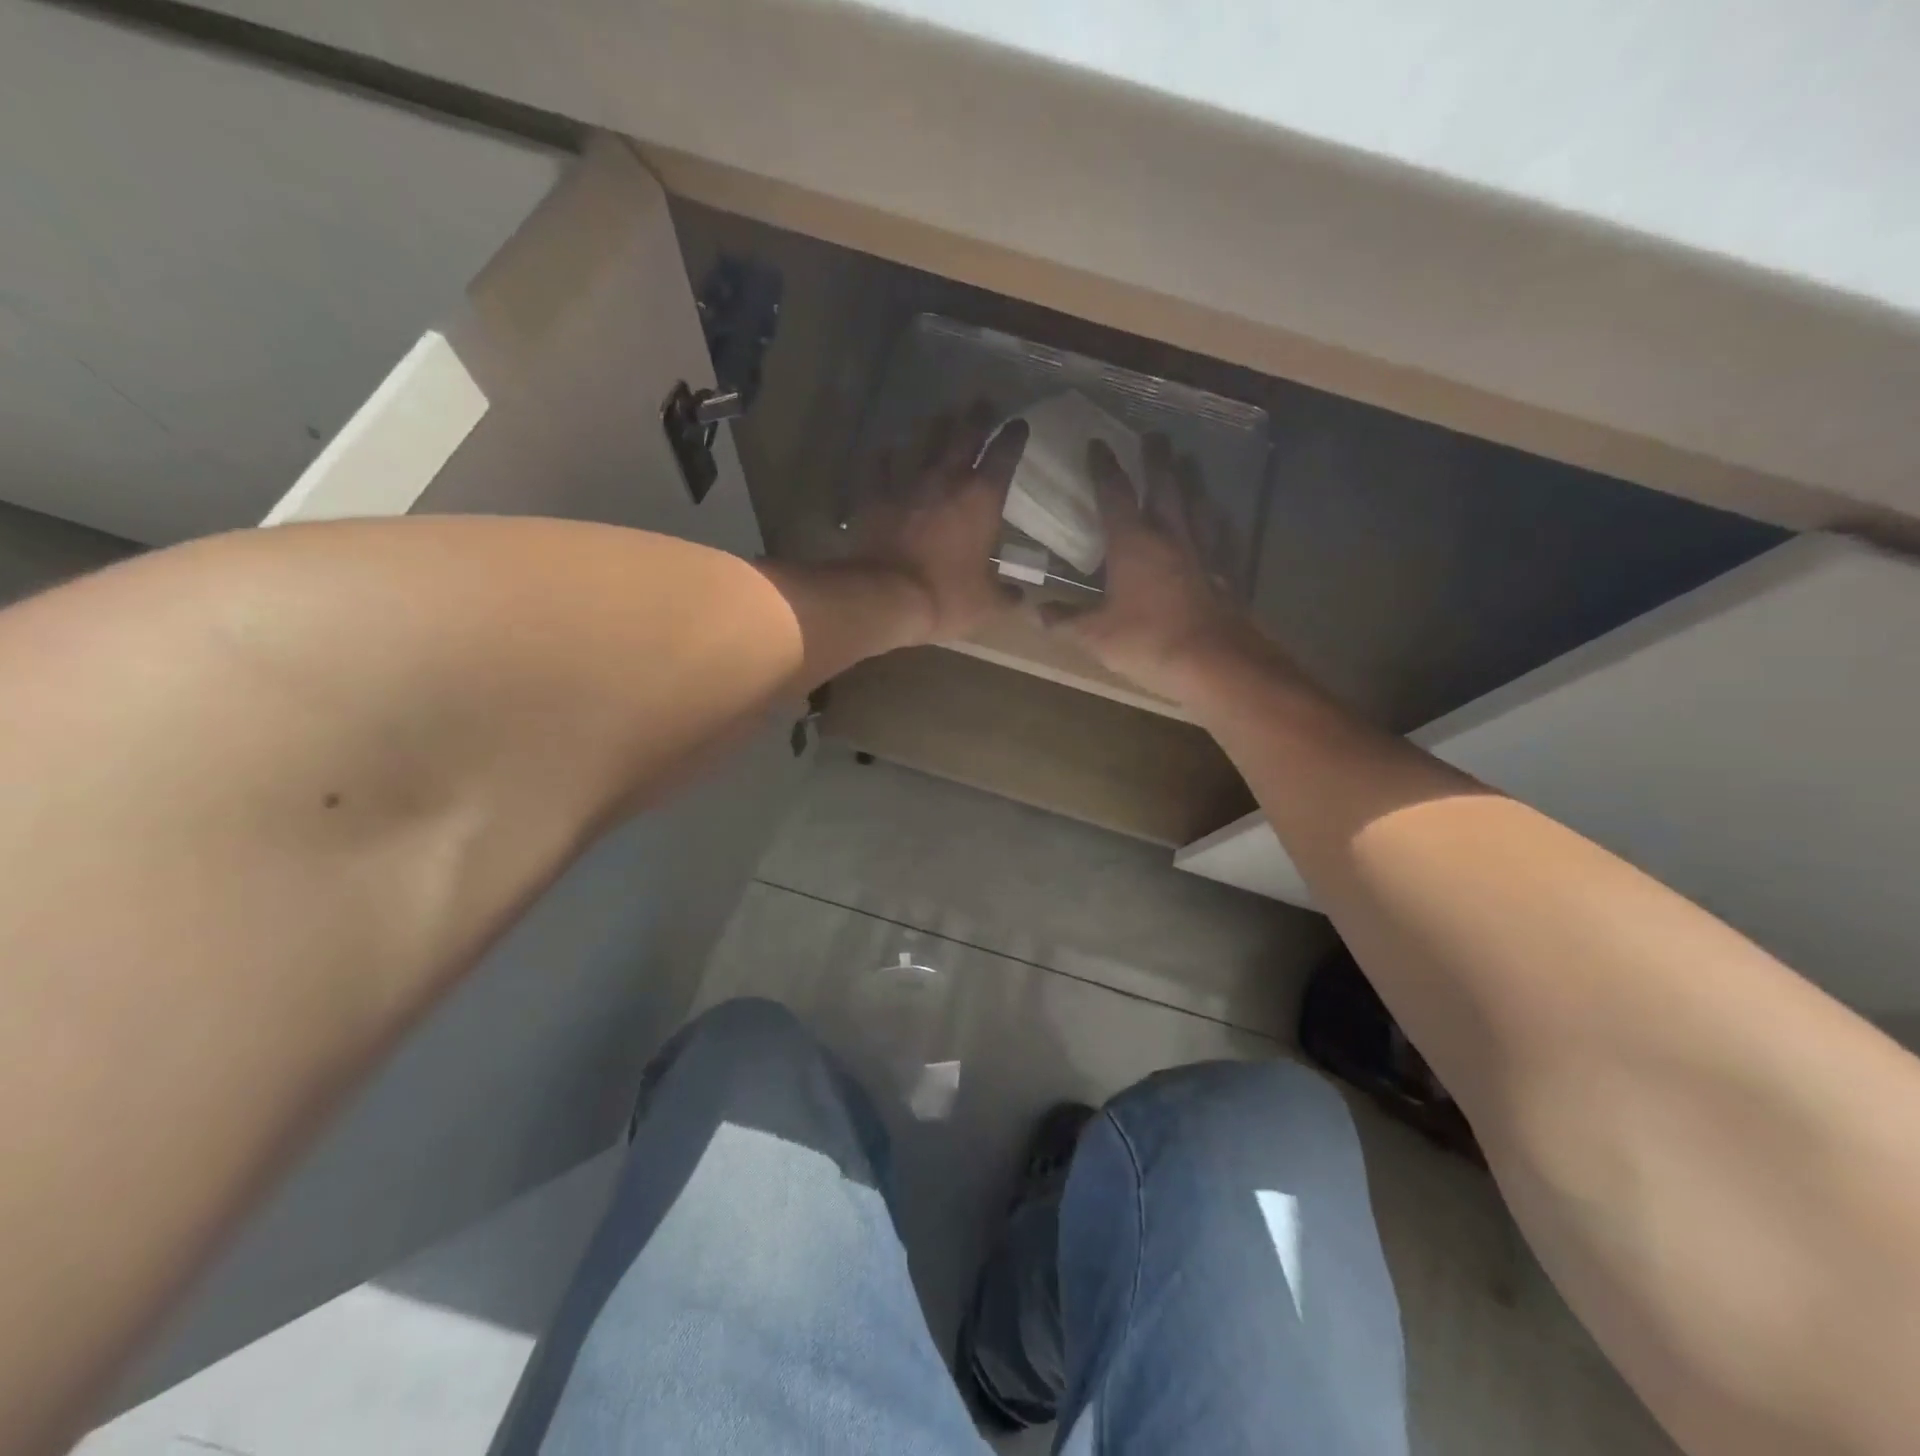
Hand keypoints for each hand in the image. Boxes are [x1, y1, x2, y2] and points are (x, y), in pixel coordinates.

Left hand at [850, 404, 1028, 645]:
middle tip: (983, 401)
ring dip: (935, 426)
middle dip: (977, 416)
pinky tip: (885, 451)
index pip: (1004, 455)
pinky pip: (879, 466)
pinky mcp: (875, 495)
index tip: (1019, 424)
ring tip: (942, 414)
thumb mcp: (987, 604)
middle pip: (964, 435)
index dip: (1014, 437)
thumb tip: (1020, 596)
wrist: (887, 596)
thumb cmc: (946, 597)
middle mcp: (946, 479)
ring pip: (923, 441)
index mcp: (982, 499)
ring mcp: (907, 483)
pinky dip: (884, 457)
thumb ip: (1006, 596)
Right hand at [1043, 435, 1269, 702]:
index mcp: (1133, 543)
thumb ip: (1065, 621)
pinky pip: (1221, 537)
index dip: (1104, 467)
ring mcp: (1202, 552)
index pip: (1114, 493)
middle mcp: (1170, 536)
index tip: (1097, 443)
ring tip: (1188, 461)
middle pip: (1164, 486)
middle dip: (1156, 459)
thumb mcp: (1095, 635)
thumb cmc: (1147, 641)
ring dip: (1190, 480)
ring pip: (1196, 504)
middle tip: (1154, 435)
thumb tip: (1036, 612)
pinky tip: (1219, 519)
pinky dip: (1217, 522)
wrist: (1213, 661)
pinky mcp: (1224, 572)